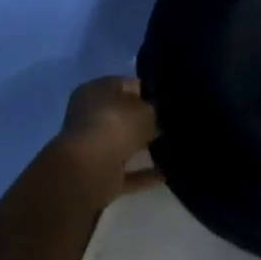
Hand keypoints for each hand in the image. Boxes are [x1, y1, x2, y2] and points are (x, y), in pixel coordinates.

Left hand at [52, 76, 162, 208]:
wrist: (89, 171)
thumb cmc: (116, 126)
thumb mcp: (146, 111)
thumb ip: (154, 112)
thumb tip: (157, 118)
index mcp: (95, 90)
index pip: (125, 85)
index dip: (147, 91)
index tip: (168, 100)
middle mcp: (89, 116)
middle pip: (121, 116)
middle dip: (144, 122)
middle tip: (170, 125)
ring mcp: (91, 147)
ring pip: (122, 144)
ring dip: (142, 148)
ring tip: (171, 148)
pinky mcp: (97, 174)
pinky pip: (125, 172)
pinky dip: (142, 174)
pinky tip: (166, 174)